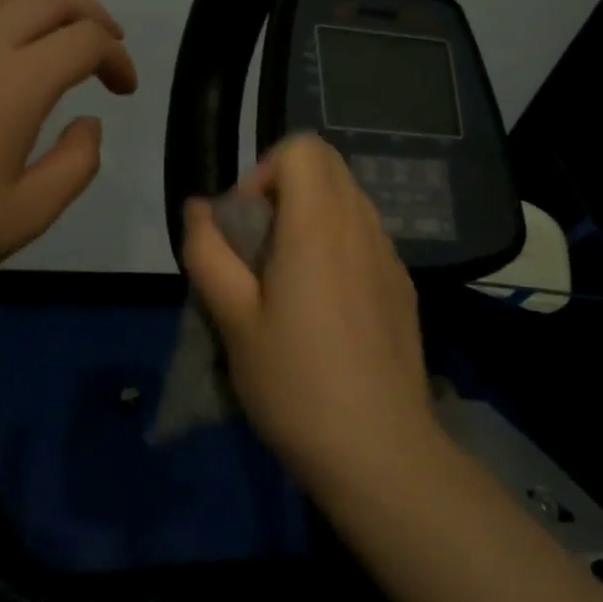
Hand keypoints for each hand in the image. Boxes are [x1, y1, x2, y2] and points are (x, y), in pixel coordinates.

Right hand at [182, 134, 439, 487]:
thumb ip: (209, 253)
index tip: (245, 224)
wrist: (380, 451)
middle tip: (257, 251)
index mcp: (319, 227)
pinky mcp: (403, 288)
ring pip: (348, 203)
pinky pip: (365, 239)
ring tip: (286, 282)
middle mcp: (362, 228)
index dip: (264, 172)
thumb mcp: (233, 320)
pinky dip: (336, 247)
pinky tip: (322, 309)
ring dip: (309, 219)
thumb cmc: (294, 383)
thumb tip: (199, 208)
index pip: (303, 149)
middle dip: (283, 192)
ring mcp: (390, 258)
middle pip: (328, 168)